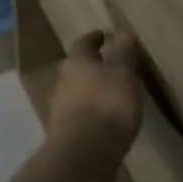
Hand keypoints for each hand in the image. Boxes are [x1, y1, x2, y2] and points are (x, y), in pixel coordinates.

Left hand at [46, 30, 142, 164]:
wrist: (84, 151)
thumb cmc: (107, 104)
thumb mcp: (123, 74)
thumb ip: (123, 53)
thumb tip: (123, 31)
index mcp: (76, 62)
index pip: (83, 43)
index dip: (94, 38)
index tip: (104, 36)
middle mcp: (62, 80)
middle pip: (76, 66)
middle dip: (90, 64)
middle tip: (107, 65)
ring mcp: (59, 105)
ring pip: (75, 89)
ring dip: (89, 88)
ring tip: (109, 93)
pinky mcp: (62, 129)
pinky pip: (76, 112)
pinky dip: (88, 110)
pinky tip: (101, 118)